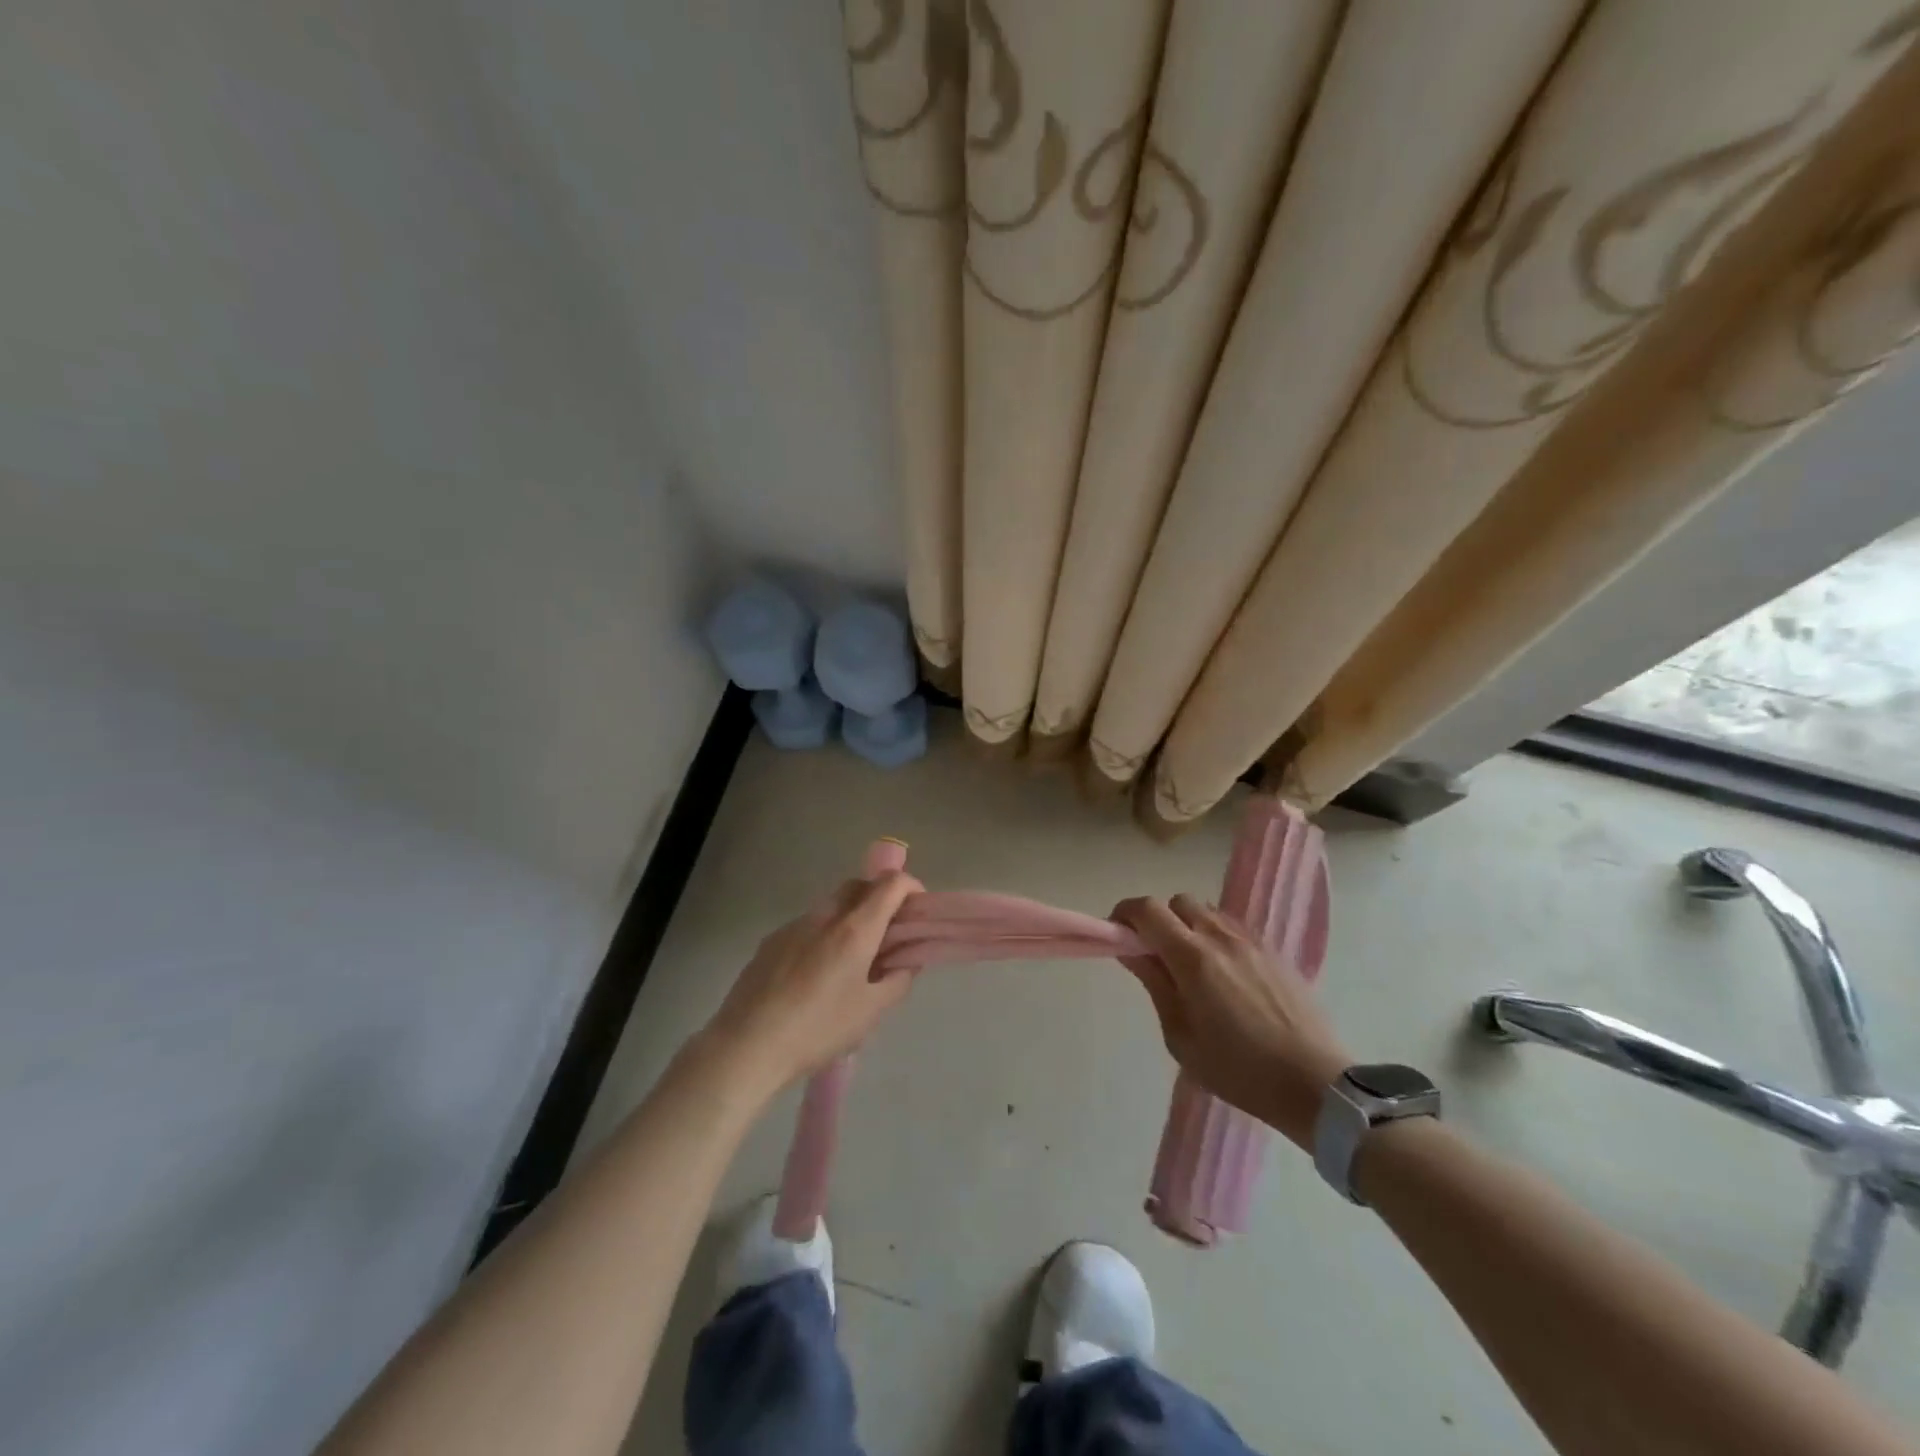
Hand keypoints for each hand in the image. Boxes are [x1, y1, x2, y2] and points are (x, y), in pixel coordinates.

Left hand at [700, 871, 923, 1096]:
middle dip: (880, 898)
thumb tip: (907, 961)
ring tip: (852, 960)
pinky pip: (807, 925)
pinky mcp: (770, 941)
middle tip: (889, 933)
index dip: (911, 887)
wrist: (747, 1046)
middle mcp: (824, 916)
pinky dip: (823, 934)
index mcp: (854, 929)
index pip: (890, 883)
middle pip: (859, 885)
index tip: (917, 910)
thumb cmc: (818, 1030)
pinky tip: (816, 974)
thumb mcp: (871, 1012)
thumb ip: (898, 980)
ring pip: (831, 905)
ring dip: (850, 917)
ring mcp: (793, 926)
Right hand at [1112, 894, 1350, 1147]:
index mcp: (1192, 958)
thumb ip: (1155, 985)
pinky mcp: (1274, 951)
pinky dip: (1215, 936)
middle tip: (1155, 955)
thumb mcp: (1181, 1037)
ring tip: (1190, 966)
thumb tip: (1131, 951)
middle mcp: (1220, 937)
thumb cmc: (1239, 1070)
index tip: (1117, 935)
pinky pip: (1233, 927)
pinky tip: (1223, 974)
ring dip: (1188, 926)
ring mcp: (1251, 941)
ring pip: (1207, 911)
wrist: (1316, 1085)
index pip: (1147, 910)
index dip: (1125, 914)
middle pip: (1178, 902)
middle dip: (1158, 919)